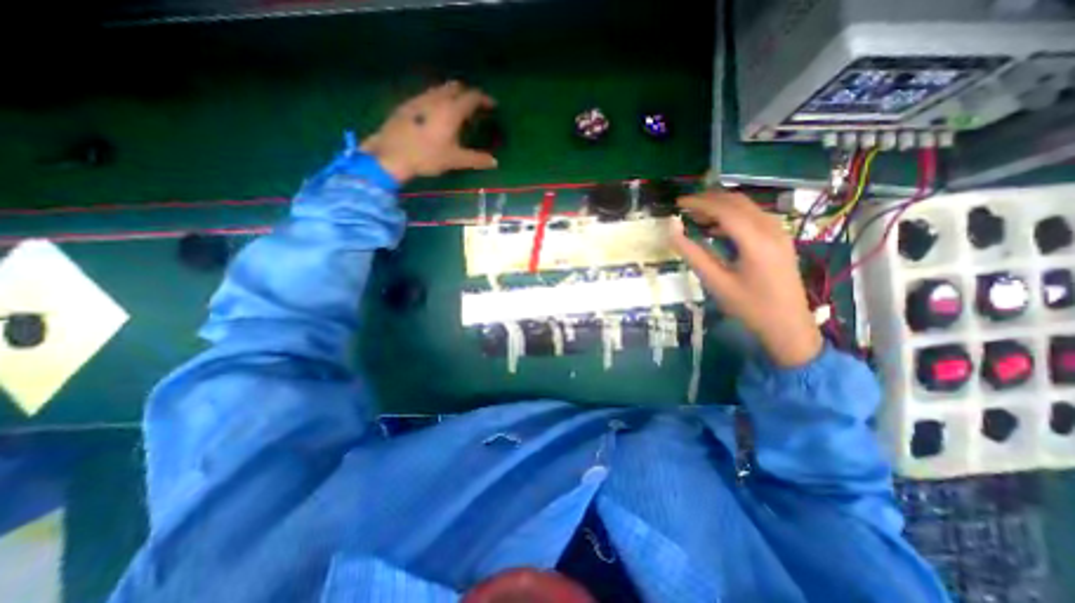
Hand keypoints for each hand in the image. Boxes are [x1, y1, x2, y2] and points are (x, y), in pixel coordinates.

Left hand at [359, 80, 497, 183]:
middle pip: (456, 87)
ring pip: (440, 90)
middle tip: (475, 108)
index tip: (492, 106)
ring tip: (457, 111)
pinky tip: (435, 116)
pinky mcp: (407, 105)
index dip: (484, 99)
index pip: (472, 97)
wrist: (391, 154)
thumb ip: (476, 159)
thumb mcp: (454, 160)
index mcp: (451, 110)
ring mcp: (420, 99)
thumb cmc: (427, 156)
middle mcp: (436, 99)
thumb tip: (494, 162)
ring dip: (452, 96)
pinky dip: (438, 100)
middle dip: (468, 94)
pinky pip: (428, 96)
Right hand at [669, 188, 824, 366]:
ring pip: (747, 207)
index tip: (677, 203)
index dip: (699, 203)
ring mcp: (780, 232)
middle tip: (685, 208)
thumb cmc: (749, 307)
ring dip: (721, 206)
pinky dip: (733, 216)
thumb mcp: (716, 282)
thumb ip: (693, 253)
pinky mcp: (781, 239)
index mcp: (756, 241)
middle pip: (737, 202)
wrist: (789, 326)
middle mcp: (772, 229)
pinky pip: (754, 216)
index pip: (724, 210)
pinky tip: (717, 228)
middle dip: (709, 200)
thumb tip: (672, 230)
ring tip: (696, 217)